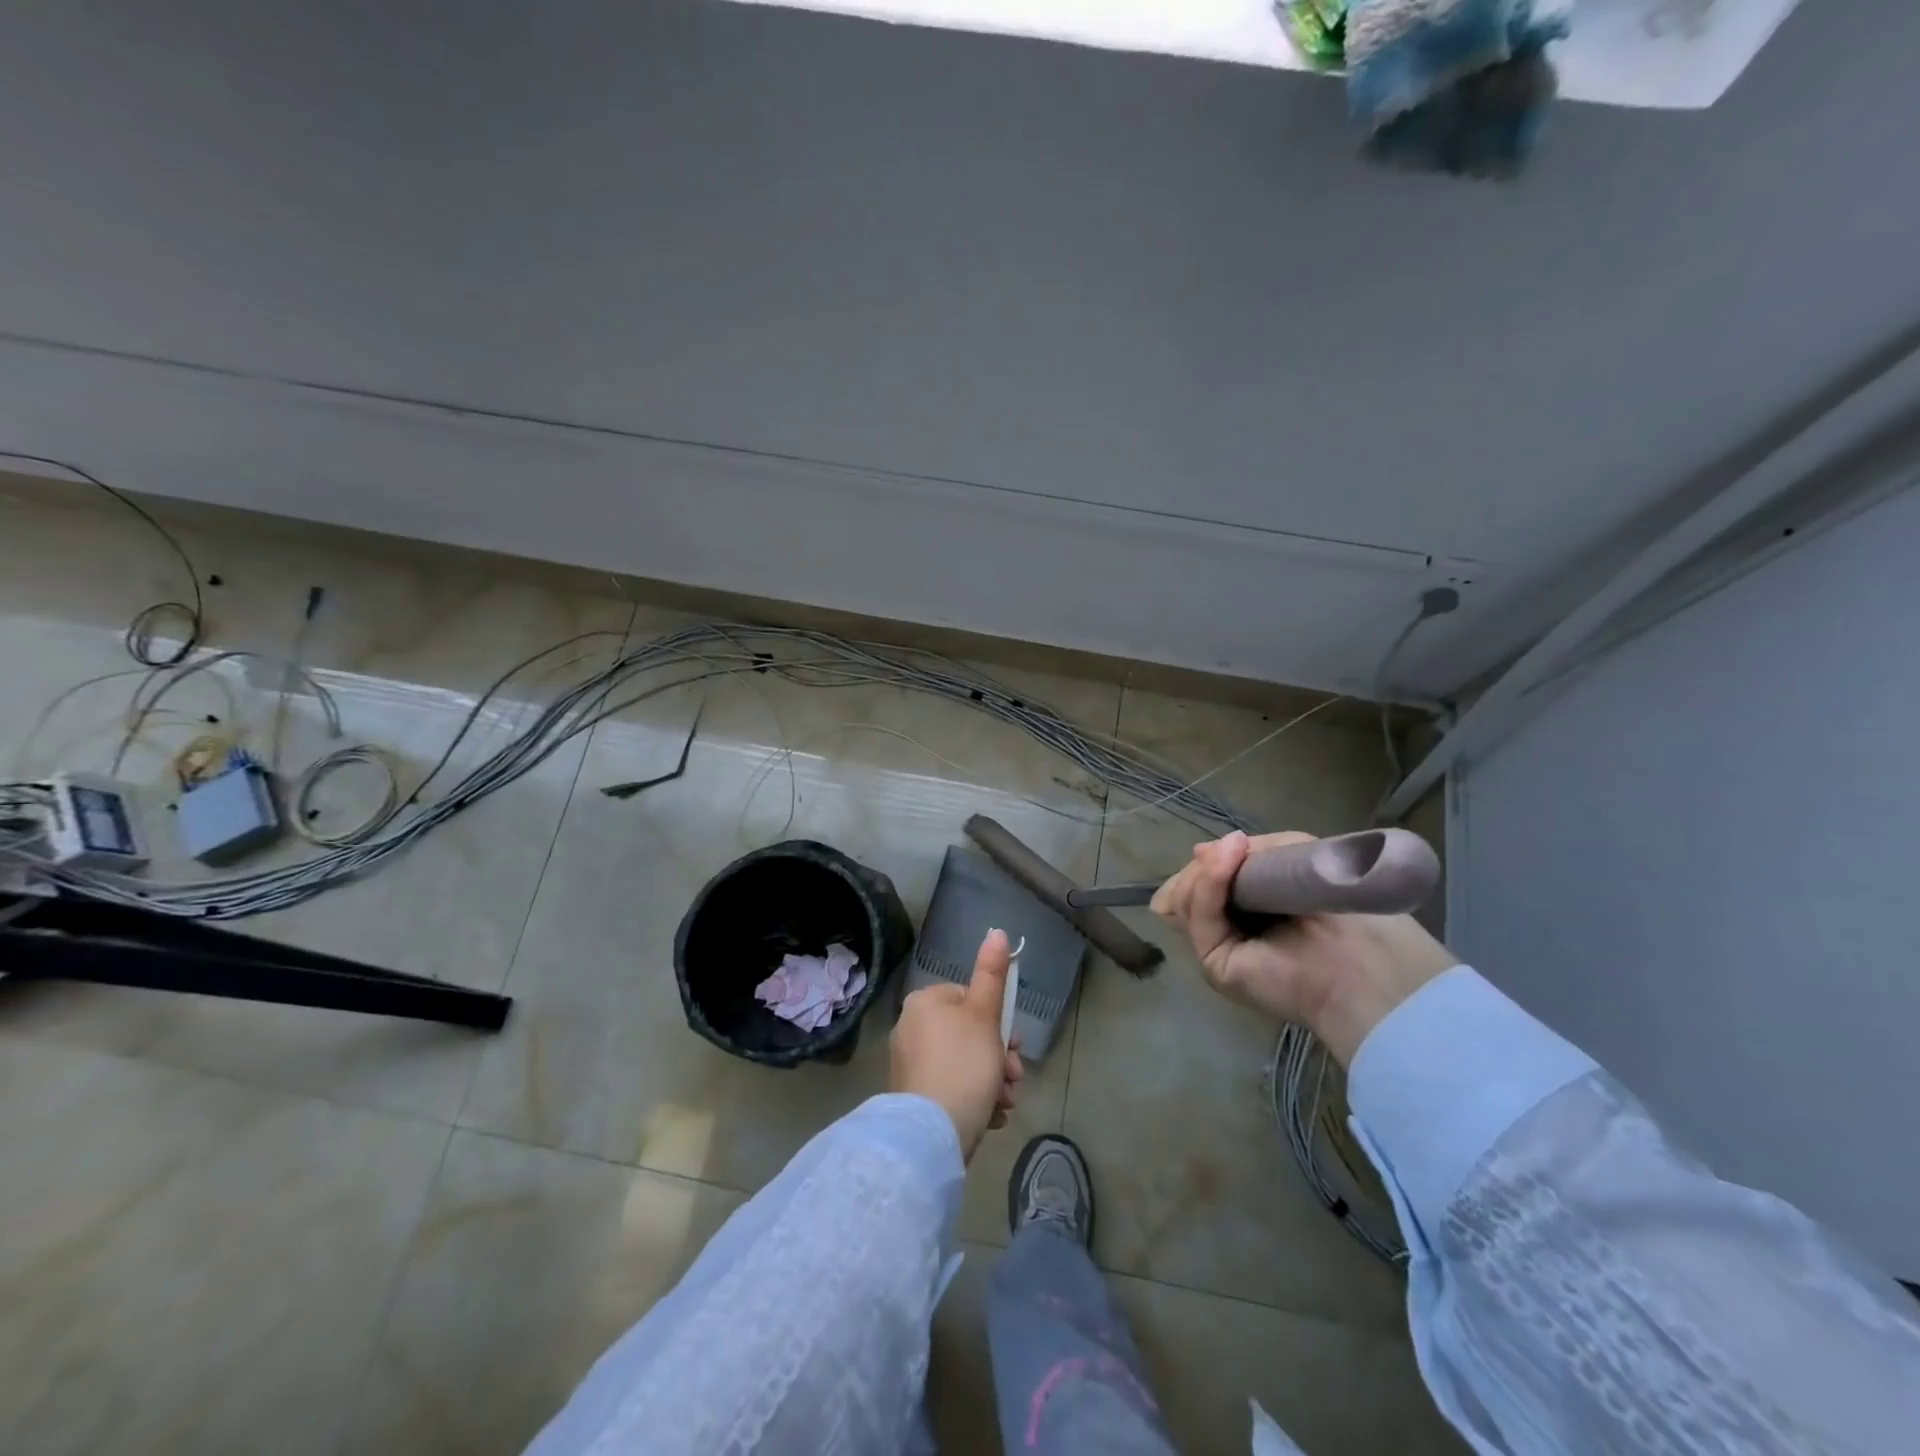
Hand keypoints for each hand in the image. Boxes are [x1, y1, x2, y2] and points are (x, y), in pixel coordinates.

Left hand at [890, 928, 1024, 1159]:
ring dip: (993, 1081)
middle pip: (969, 1034)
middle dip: (999, 1057)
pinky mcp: (914, 1098)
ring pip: (965, 1064)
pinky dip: (974, 1098)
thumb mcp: (985, 1014)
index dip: (997, 1021)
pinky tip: (990, 1116)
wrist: (932, 1134)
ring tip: (1005, 1102)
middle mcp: (911, 1029)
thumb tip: (998, 931)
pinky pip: (952, 1089)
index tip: (1015, 1044)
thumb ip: (992, 973)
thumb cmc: (964, 1064)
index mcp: (924, 1003)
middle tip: (1014, 1076)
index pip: (968, 999)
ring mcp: (910, 1065)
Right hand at [1150, 830, 1456, 1065]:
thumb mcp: (1290, 855)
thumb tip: (1197, 852)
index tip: (1230, 845)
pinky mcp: (1215, 965)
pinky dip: (1207, 884)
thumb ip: (1245, 853)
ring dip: (1206, 870)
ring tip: (1233, 852)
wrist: (1367, 957)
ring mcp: (1220, 948)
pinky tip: (1225, 862)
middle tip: (1231, 850)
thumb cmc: (1339, 902)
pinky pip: (1200, 916)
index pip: (1205, 880)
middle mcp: (1231, 929)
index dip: (1210, 861)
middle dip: (1204, 865)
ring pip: (1184, 899)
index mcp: (1250, 907)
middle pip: (1187, 888)